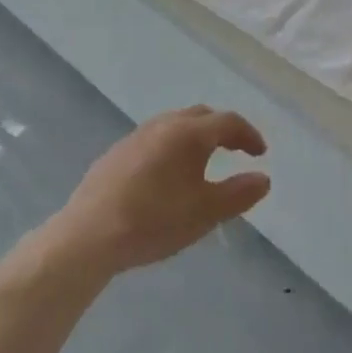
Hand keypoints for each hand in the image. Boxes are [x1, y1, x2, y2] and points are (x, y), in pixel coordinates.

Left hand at [53, 106, 269, 274]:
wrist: (88, 236)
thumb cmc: (155, 220)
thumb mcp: (206, 212)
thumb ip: (239, 193)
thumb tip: (263, 178)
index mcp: (189, 133)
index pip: (228, 122)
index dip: (249, 135)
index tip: (261, 153)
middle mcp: (163, 125)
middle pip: (200, 116)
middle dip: (223, 130)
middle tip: (236, 149)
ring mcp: (134, 137)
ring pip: (174, 125)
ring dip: (195, 136)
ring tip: (203, 161)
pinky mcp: (114, 154)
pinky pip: (153, 140)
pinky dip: (171, 147)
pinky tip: (166, 175)